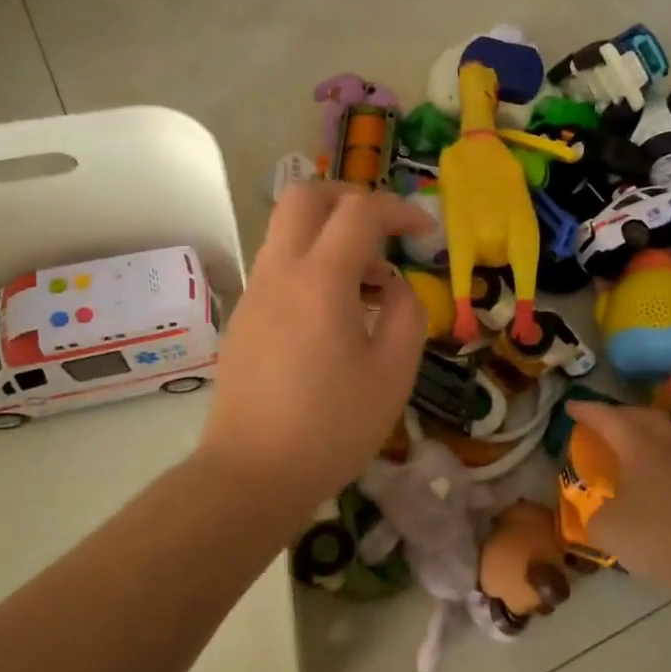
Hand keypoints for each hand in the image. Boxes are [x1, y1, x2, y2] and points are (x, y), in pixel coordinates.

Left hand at [198, 183, 431, 512]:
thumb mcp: (393, 373)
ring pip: (288, 230)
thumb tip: (395, 285)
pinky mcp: (244, 317)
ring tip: (369, 285)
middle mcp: (280, 272)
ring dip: (330, 235)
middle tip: (384, 230)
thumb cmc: (332, 428)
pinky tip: (336, 314)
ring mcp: (255, 293)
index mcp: (320, 280)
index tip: (426, 233)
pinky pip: (280, 266)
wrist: (251, 475)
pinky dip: (312, 264)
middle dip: (350, 198)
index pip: (360, 212)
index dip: (399, 210)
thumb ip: (407, 313)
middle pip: (305, 196)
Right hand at [565, 401, 670, 608]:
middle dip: (620, 415)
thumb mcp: (608, 529)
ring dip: (650, 430)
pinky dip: (669, 454)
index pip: (608, 418)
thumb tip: (597, 510)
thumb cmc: (659, 538)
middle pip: (643, 416)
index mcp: (640, 445)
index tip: (570, 406)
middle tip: (602, 422)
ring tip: (637, 441)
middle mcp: (670, 444)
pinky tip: (664, 471)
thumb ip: (594, 513)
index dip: (587, 411)